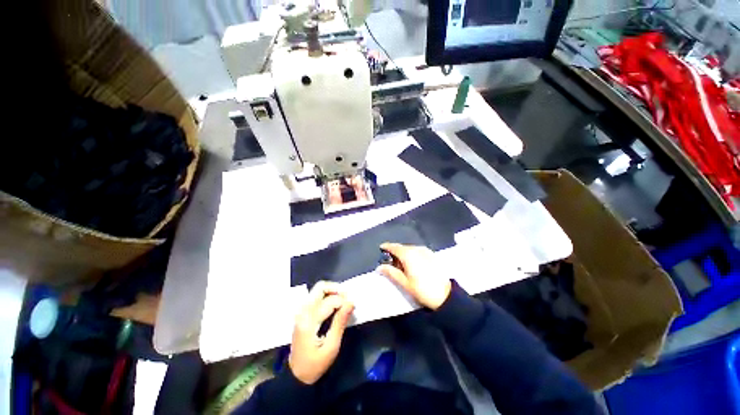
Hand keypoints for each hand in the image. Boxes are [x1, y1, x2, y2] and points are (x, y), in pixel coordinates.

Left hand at [289, 281, 354, 384]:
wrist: (296, 375)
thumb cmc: (315, 364)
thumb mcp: (331, 347)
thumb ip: (340, 322)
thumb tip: (351, 303)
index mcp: (309, 321)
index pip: (329, 301)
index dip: (344, 301)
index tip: (353, 307)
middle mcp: (303, 311)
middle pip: (320, 287)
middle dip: (336, 289)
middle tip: (348, 298)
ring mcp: (301, 311)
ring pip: (318, 290)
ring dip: (332, 291)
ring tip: (343, 301)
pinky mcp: (302, 312)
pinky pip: (316, 296)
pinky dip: (327, 296)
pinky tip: (335, 305)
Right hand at [377, 243, 451, 309]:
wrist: (446, 295)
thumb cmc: (422, 289)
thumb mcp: (404, 283)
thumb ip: (391, 272)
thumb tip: (379, 267)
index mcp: (408, 254)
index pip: (394, 247)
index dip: (387, 246)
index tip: (381, 247)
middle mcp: (417, 249)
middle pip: (402, 247)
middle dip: (395, 252)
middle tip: (390, 260)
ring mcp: (426, 251)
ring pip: (410, 249)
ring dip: (404, 253)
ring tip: (401, 264)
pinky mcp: (432, 254)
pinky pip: (418, 251)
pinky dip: (412, 254)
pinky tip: (412, 263)